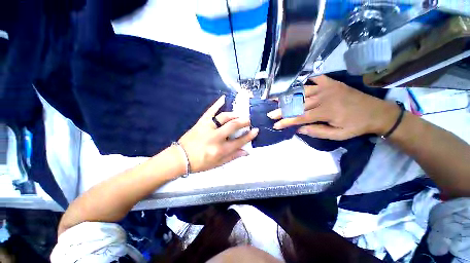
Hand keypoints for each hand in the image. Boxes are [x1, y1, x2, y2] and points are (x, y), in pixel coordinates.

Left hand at [178, 95, 258, 172]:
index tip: (256, 130)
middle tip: (248, 120)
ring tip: (238, 115)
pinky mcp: (201, 122)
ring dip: (233, 115)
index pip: (239, 141)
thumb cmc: (200, 163)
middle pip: (232, 126)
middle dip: (243, 122)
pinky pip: (210, 111)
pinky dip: (217, 104)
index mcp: (220, 150)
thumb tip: (246, 151)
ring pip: (223, 117)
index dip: (249, 136)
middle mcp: (215, 137)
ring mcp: (207, 128)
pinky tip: (223, 98)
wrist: (180, 158)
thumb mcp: (218, 164)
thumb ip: (233, 157)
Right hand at [268, 75, 399, 139]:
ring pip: (301, 91)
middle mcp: (323, 97)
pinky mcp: (331, 82)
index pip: (300, 117)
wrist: (377, 112)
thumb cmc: (357, 125)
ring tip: (275, 98)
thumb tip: (299, 129)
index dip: (286, 121)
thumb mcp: (338, 135)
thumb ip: (317, 132)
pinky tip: (294, 83)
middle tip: (270, 114)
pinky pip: (314, 79)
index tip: (275, 125)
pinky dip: (303, 81)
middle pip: (297, 104)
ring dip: (287, 95)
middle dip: (282, 110)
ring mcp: (326, 87)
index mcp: (326, 111)